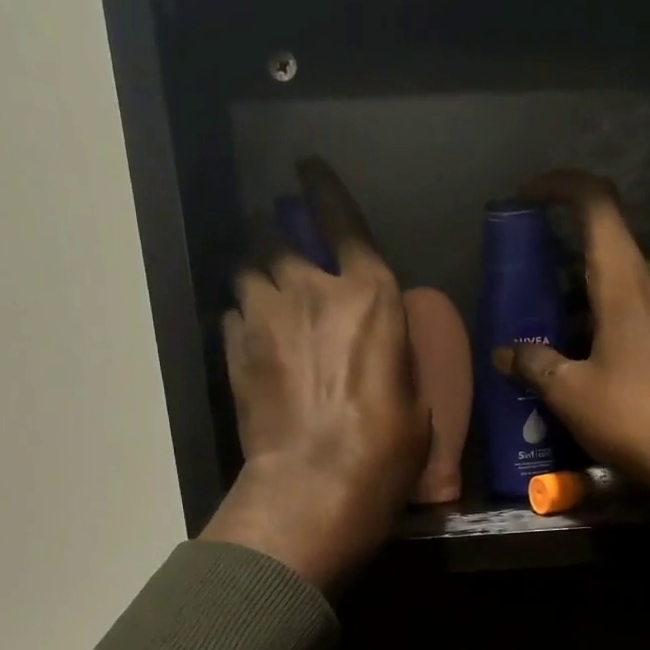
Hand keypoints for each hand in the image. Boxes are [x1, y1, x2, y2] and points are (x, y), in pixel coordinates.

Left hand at [200, 159, 428, 591]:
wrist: (318, 483)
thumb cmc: (387, 448)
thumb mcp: (416, 400)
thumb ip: (394, 354)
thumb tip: (379, 343)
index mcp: (370, 296)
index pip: (343, 220)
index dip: (324, 188)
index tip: (306, 165)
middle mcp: (313, 290)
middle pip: (280, 237)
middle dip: (280, 235)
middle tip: (283, 247)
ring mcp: (266, 317)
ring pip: (248, 270)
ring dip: (257, 275)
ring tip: (264, 293)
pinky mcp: (235, 350)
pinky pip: (233, 313)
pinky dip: (243, 316)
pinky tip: (252, 337)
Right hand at [493, 170, 649, 610]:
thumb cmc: (640, 420)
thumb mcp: (573, 396)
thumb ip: (536, 366)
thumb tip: (507, 353)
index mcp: (629, 282)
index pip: (595, 204)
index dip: (559, 187)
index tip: (529, 198)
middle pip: (607, 256)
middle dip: (564, 276)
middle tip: (532, 308)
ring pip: (628, 292)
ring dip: (589, 310)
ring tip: (558, 351)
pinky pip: (649, 319)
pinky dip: (617, 330)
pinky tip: (600, 373)